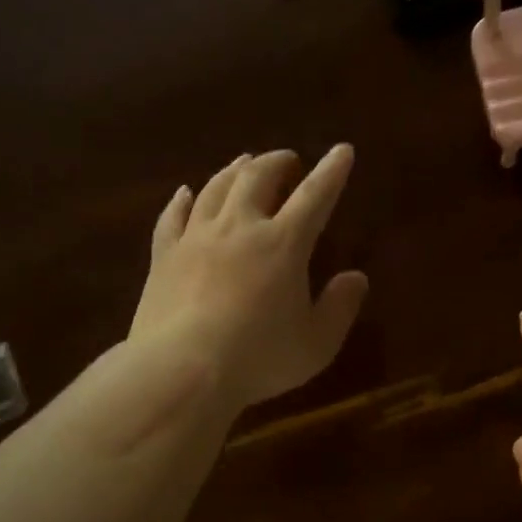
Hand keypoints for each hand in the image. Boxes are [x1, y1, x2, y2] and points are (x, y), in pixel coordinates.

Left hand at [130, 145, 368, 410]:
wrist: (180, 370)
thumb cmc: (258, 358)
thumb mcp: (316, 343)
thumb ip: (340, 307)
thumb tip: (357, 277)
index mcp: (284, 244)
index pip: (314, 196)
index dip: (331, 172)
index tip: (342, 150)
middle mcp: (240, 227)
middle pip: (258, 177)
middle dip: (276, 162)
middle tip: (287, 159)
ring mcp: (196, 237)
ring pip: (216, 188)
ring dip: (235, 170)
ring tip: (244, 162)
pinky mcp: (164, 255)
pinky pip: (173, 216)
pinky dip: (183, 199)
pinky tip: (186, 192)